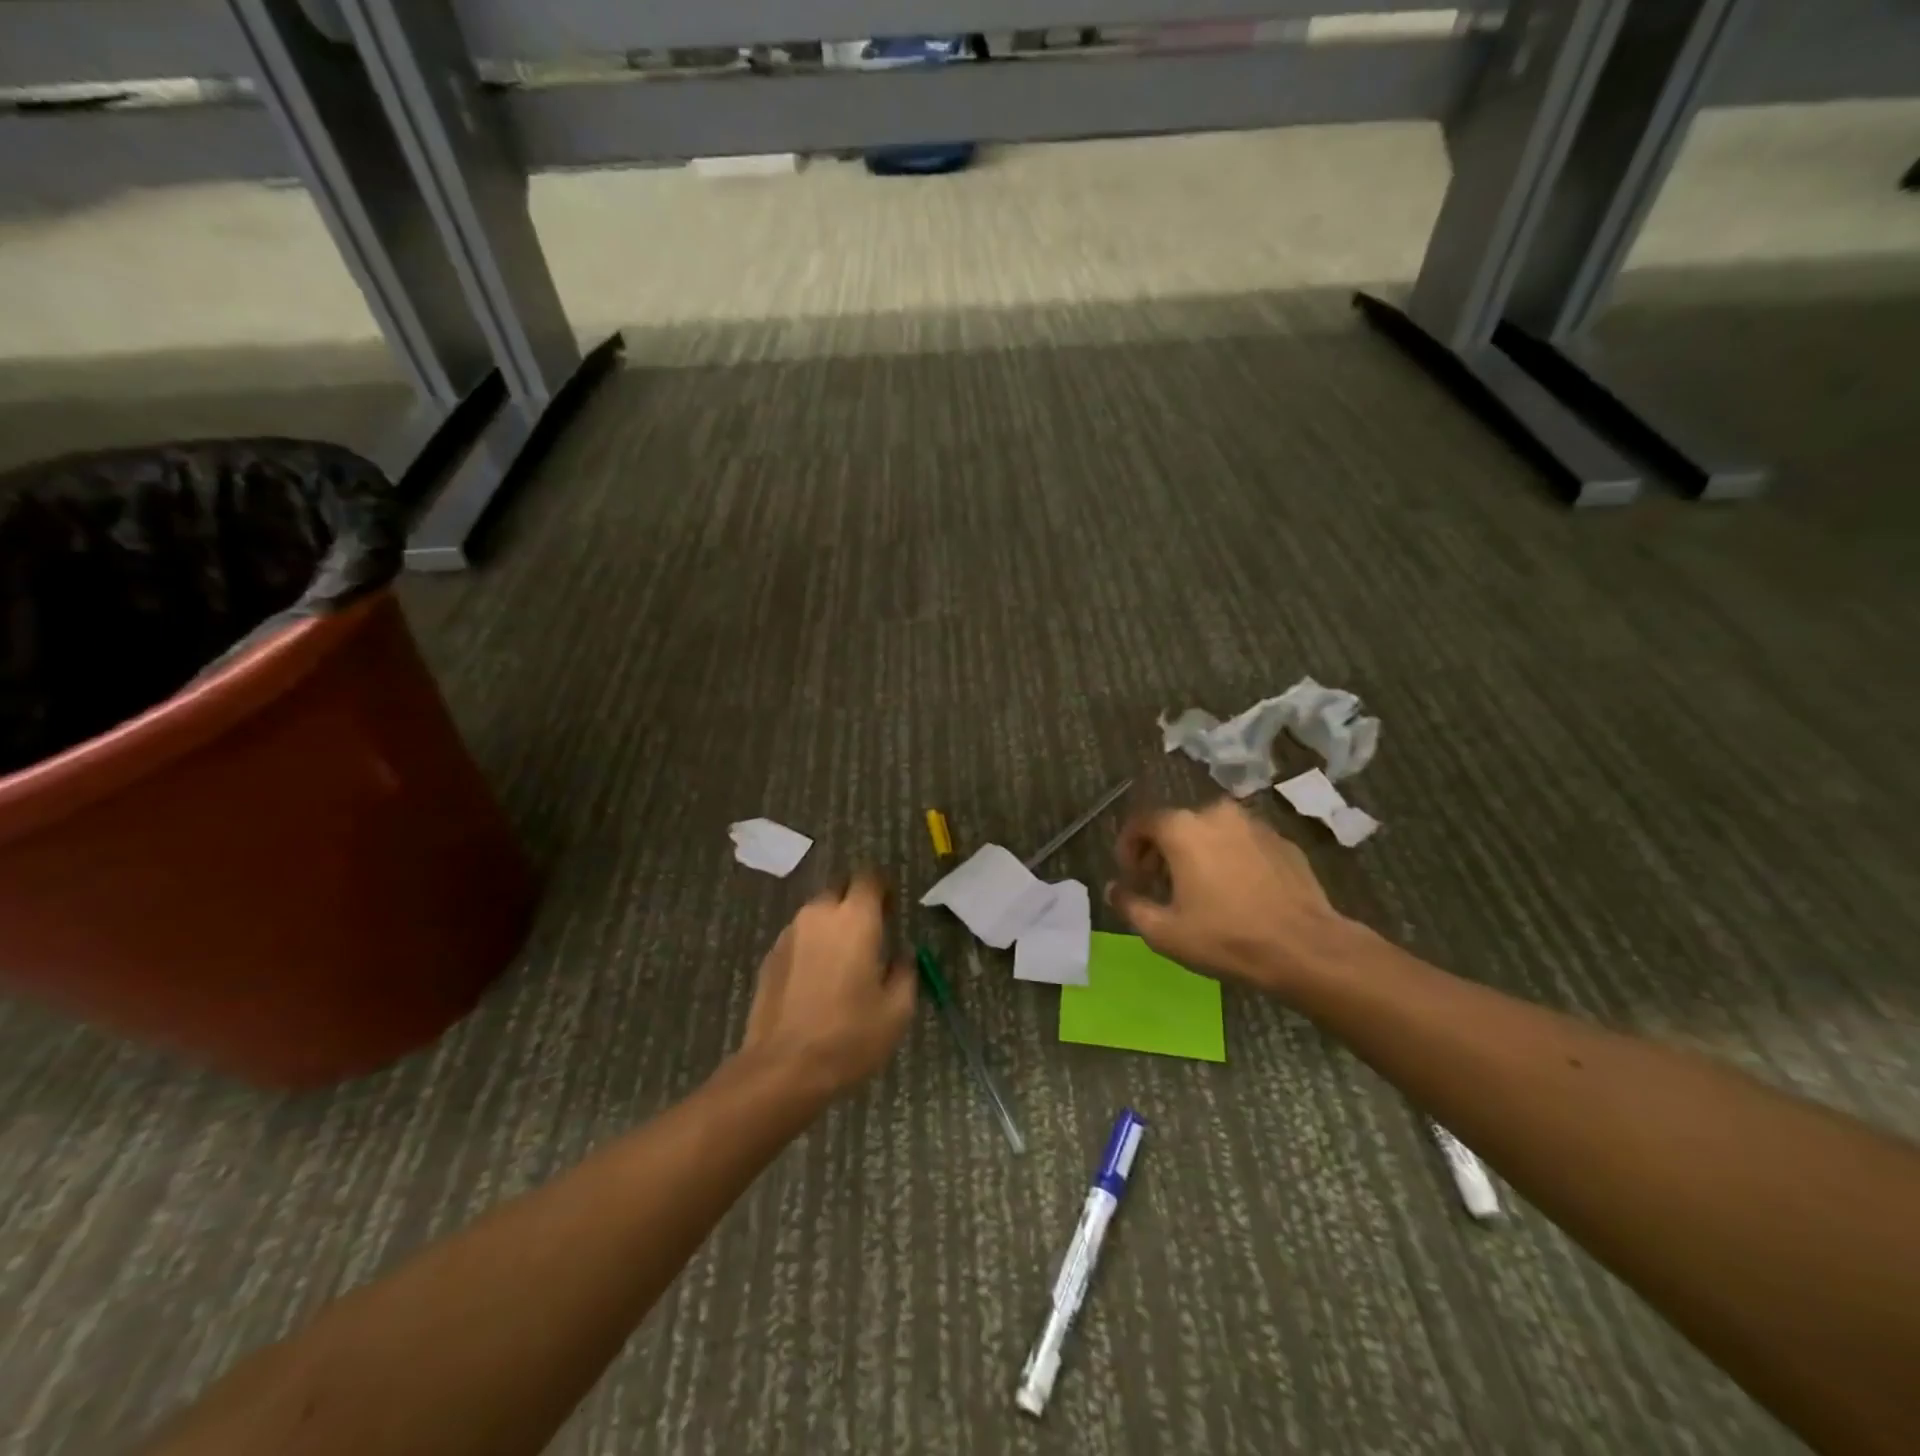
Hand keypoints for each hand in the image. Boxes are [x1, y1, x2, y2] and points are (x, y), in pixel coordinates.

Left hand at [736, 874, 916, 1100]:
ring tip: (842, 960)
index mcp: (855, 919)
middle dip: (855, 902)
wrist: (782, 1069)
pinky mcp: (769, 957)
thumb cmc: (849, 1037)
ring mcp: (789, 934)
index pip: (869, 878)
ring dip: (832, 925)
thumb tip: (901, 956)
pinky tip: (817, 980)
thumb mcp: (897, 1010)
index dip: (882, 888)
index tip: (891, 909)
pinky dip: (811, 946)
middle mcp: (819, 915)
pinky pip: (798, 937)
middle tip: (869, 933)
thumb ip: (904, 972)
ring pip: (816, 913)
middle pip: (839, 889)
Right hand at [1107, 799, 1355, 995]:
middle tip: (1160, 885)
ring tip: (1198, 888)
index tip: (1131, 877)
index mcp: (1182, 828)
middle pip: (1176, 824)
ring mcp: (1254, 824)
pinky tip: (1236, 891)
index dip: (1127, 848)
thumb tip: (1112, 889)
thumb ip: (1130, 905)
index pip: (1141, 822)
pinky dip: (1229, 857)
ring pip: (1211, 831)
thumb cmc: (1226, 937)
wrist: (1306, 948)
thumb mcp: (1164, 932)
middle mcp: (1216, 813)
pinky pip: (1242, 842)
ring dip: (1196, 852)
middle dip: (1161, 851)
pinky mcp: (1282, 840)